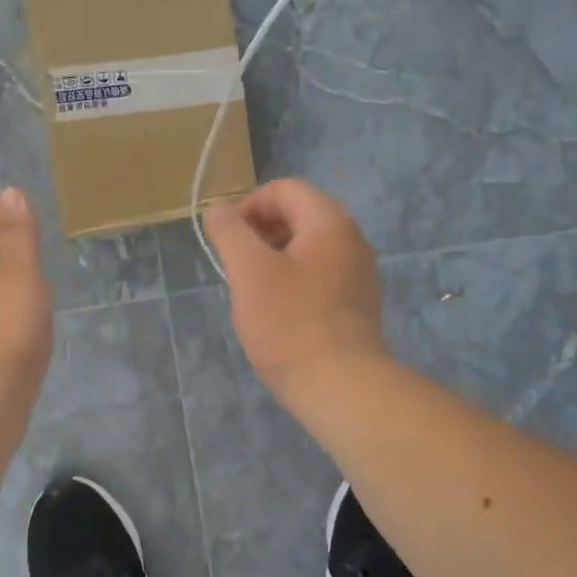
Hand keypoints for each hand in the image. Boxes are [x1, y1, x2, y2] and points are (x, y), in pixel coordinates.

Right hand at [204, 179, 386, 401]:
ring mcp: (359, 274)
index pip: (286, 189)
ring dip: (274, 258)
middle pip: (300, 215)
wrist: (341, 387)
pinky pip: (319, 276)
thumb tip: (217, 209)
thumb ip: (230, 232)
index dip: (249, 205)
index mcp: (330, 223)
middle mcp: (352, 240)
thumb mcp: (249, 272)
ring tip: (252, 290)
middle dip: (261, 232)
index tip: (227, 239)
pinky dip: (293, 281)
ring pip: (308, 248)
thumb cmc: (290, 324)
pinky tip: (277, 313)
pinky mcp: (357, 305)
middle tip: (236, 265)